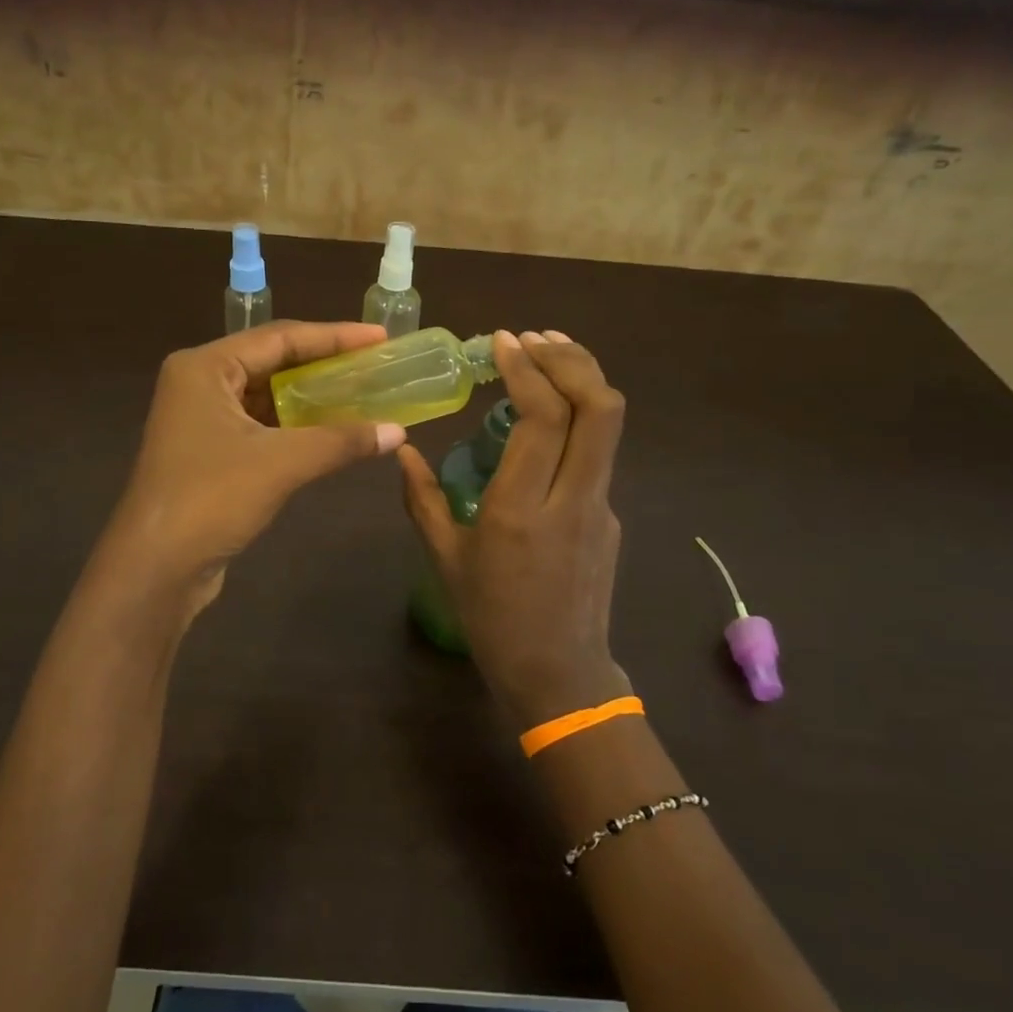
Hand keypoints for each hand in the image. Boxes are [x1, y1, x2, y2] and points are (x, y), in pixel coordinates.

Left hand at [105, 320, 405, 608]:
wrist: (156, 566)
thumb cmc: (211, 498)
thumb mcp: (282, 463)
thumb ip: (341, 441)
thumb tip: (398, 432)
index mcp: (205, 367)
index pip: (280, 338)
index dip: (334, 336)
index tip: (379, 337)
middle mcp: (200, 383)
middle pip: (272, 362)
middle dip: (324, 365)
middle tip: (373, 364)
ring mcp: (201, 419)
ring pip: (266, 396)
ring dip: (311, 398)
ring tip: (361, 395)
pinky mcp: (209, 452)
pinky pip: (261, 425)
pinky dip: (295, 427)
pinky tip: (331, 432)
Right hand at [401, 330, 631, 729]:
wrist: (558, 673)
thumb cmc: (491, 620)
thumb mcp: (445, 560)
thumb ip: (421, 500)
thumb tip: (401, 451)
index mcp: (519, 510)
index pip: (542, 418)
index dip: (527, 370)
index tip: (503, 342)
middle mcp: (571, 499)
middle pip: (599, 407)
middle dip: (570, 359)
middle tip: (534, 338)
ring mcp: (600, 506)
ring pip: (609, 425)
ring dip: (583, 379)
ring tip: (549, 356)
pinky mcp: (610, 516)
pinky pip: (599, 453)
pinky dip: (580, 417)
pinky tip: (551, 418)